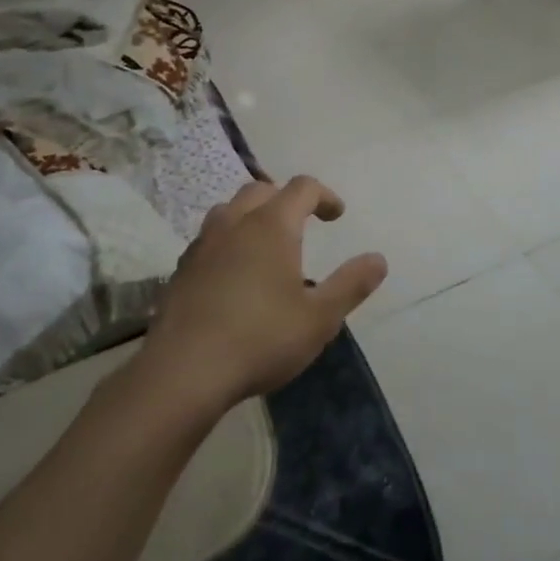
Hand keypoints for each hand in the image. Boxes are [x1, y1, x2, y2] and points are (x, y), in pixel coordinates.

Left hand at [137, 177, 387, 415]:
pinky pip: (209, 239)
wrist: (183, 372)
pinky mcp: (181, 270)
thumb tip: (378, 259)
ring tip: (266, 243)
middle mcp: (235, 223)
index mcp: (272, 225)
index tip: (337, 216)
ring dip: (252, 215)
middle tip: (302, 223)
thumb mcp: (320, 318)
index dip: (324, 195)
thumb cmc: (261, 339)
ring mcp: (202, 245)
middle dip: (285, 199)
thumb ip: (351, 285)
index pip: (302, 188)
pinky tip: (233, 273)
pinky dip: (228, 241)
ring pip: (229, 210)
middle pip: (261, 190)